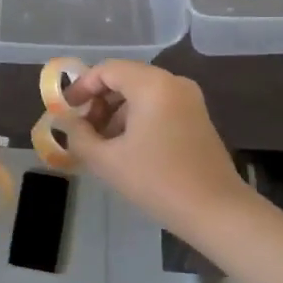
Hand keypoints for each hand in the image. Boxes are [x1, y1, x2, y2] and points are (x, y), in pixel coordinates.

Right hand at [59, 62, 247, 238]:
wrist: (217, 212)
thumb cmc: (158, 181)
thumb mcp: (107, 161)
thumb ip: (79, 135)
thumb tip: (68, 122)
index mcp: (151, 84)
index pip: (106, 70)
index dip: (81, 87)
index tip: (65, 110)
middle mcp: (173, 83)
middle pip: (124, 79)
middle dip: (98, 102)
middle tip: (82, 129)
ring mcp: (189, 100)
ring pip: (141, 94)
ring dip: (116, 113)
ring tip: (101, 144)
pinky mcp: (197, 118)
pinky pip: (158, 106)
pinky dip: (137, 119)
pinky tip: (126, 149)